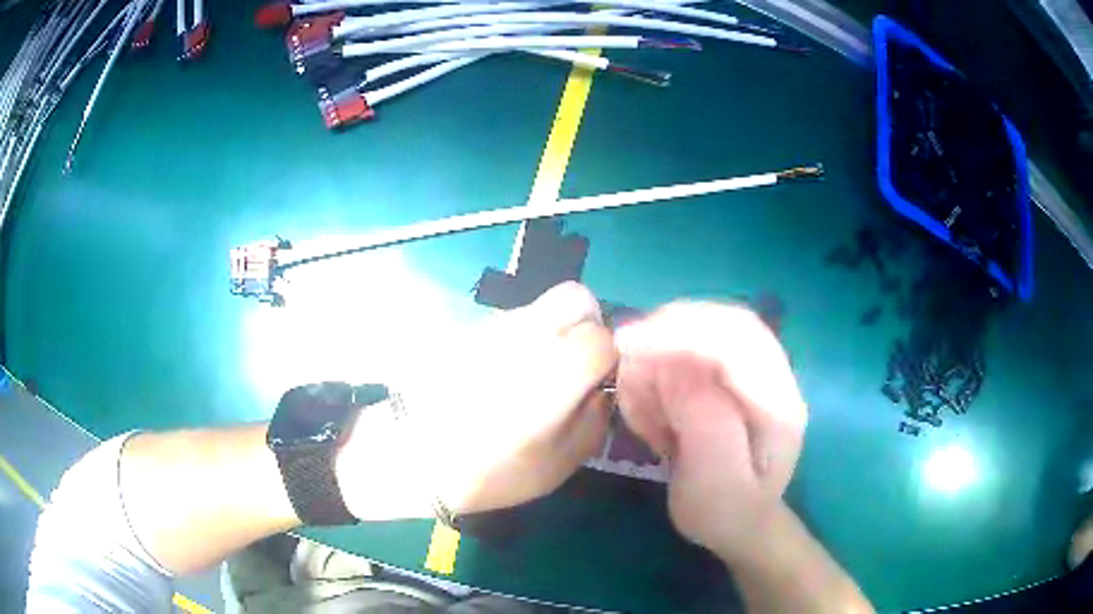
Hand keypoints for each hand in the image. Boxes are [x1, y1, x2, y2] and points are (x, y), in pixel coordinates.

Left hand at [336, 282, 616, 519]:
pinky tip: (502, 375)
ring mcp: (496, 326)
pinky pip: (510, 321)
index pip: (604, 335)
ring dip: (552, 331)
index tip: (597, 383)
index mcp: (559, 368)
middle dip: (587, 324)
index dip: (608, 358)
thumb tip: (601, 390)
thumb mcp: (559, 464)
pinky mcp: (470, 330)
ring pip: (542, 306)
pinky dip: (520, 338)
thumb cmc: (491, 470)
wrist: (411, 455)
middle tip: (576, 363)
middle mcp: (530, 334)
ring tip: (534, 375)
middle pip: (577, 297)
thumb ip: (594, 421)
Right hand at [615, 302, 806, 562]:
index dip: (683, 333)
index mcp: (779, 405)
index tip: (629, 342)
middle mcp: (774, 377)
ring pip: (710, 328)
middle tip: (624, 350)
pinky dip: (664, 362)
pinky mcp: (734, 376)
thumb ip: (704, 424)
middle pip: (727, 322)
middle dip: (671, 329)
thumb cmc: (727, 513)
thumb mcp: (715, 486)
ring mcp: (756, 373)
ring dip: (663, 349)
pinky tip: (651, 398)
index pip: (739, 343)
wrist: (742, 524)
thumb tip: (673, 367)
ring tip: (639, 397)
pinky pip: (697, 348)